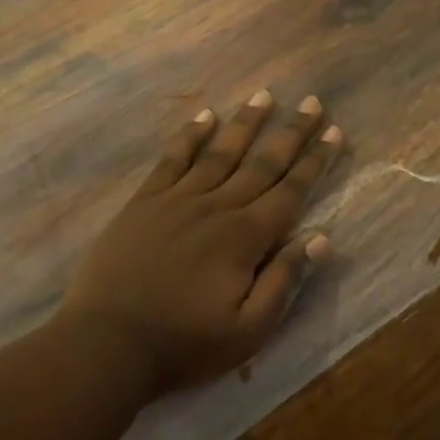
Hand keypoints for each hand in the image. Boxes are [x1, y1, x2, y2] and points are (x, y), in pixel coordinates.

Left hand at [60, 90, 340, 398]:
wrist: (106, 344)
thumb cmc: (183, 344)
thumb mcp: (249, 330)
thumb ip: (285, 281)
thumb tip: (321, 238)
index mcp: (246, 237)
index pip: (291, 191)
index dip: (315, 161)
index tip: (334, 131)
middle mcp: (217, 207)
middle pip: (262, 163)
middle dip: (290, 132)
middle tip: (311, 102)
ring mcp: (177, 200)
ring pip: (220, 152)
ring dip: (245, 123)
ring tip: (264, 95)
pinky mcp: (145, 202)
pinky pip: (172, 159)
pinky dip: (190, 136)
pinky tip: (204, 116)